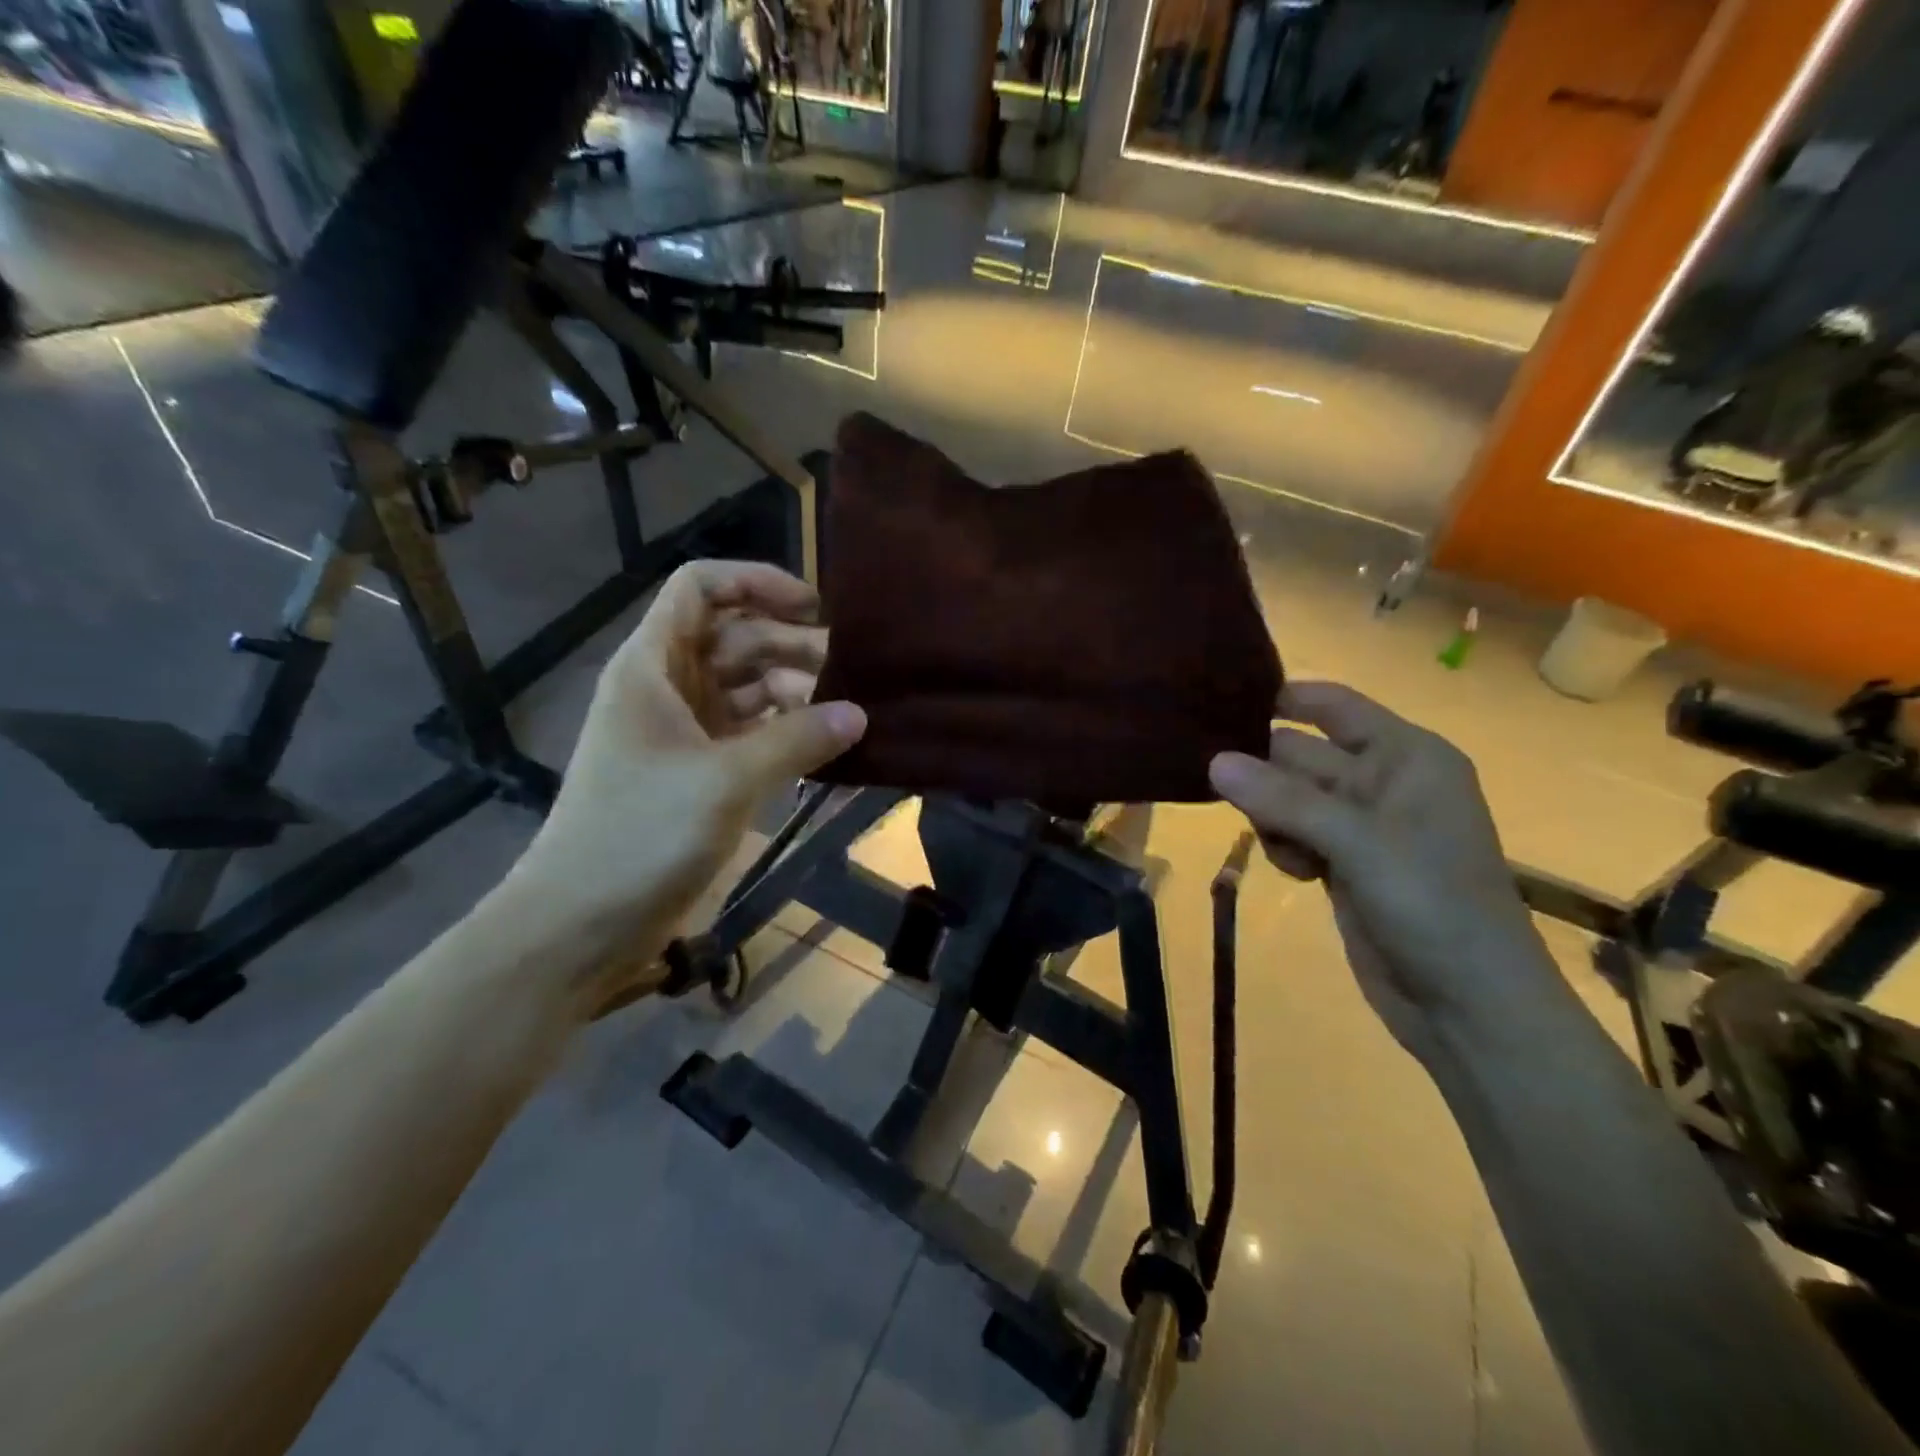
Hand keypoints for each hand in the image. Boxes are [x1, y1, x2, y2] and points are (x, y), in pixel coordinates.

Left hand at [503, 560, 865, 988]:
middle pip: (735, 639)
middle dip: (792, 647)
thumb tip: (858, 714)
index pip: (701, 588)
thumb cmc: (640, 835)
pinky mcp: (696, 773)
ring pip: (746, 689)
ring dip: (794, 693)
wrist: (579, 924)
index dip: (757, 582)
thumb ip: (796, 740)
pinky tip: (826, 749)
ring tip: (847, 714)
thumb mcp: (725, 781)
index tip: (814, 607)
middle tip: (853, 672)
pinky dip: (785, 735)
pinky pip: (749, 734)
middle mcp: (666, 687)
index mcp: (653, 665)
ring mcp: (682, 732)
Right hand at [1209, 682, 1559, 1062]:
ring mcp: (1362, 828)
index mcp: (1406, 757)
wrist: (1469, 1005)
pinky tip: (1296, 872)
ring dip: (1271, 815)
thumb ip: (1284, 798)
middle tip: (1210, 776)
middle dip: (1263, 767)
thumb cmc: (1432, 904)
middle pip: (1302, 754)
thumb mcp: (1359, 842)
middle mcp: (1383, 783)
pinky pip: (1294, 836)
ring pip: (1291, 798)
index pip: (1336, 707)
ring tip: (1280, 844)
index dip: (1285, 698)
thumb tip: (1214, 761)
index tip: (1221, 703)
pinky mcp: (1344, 866)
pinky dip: (1284, 847)